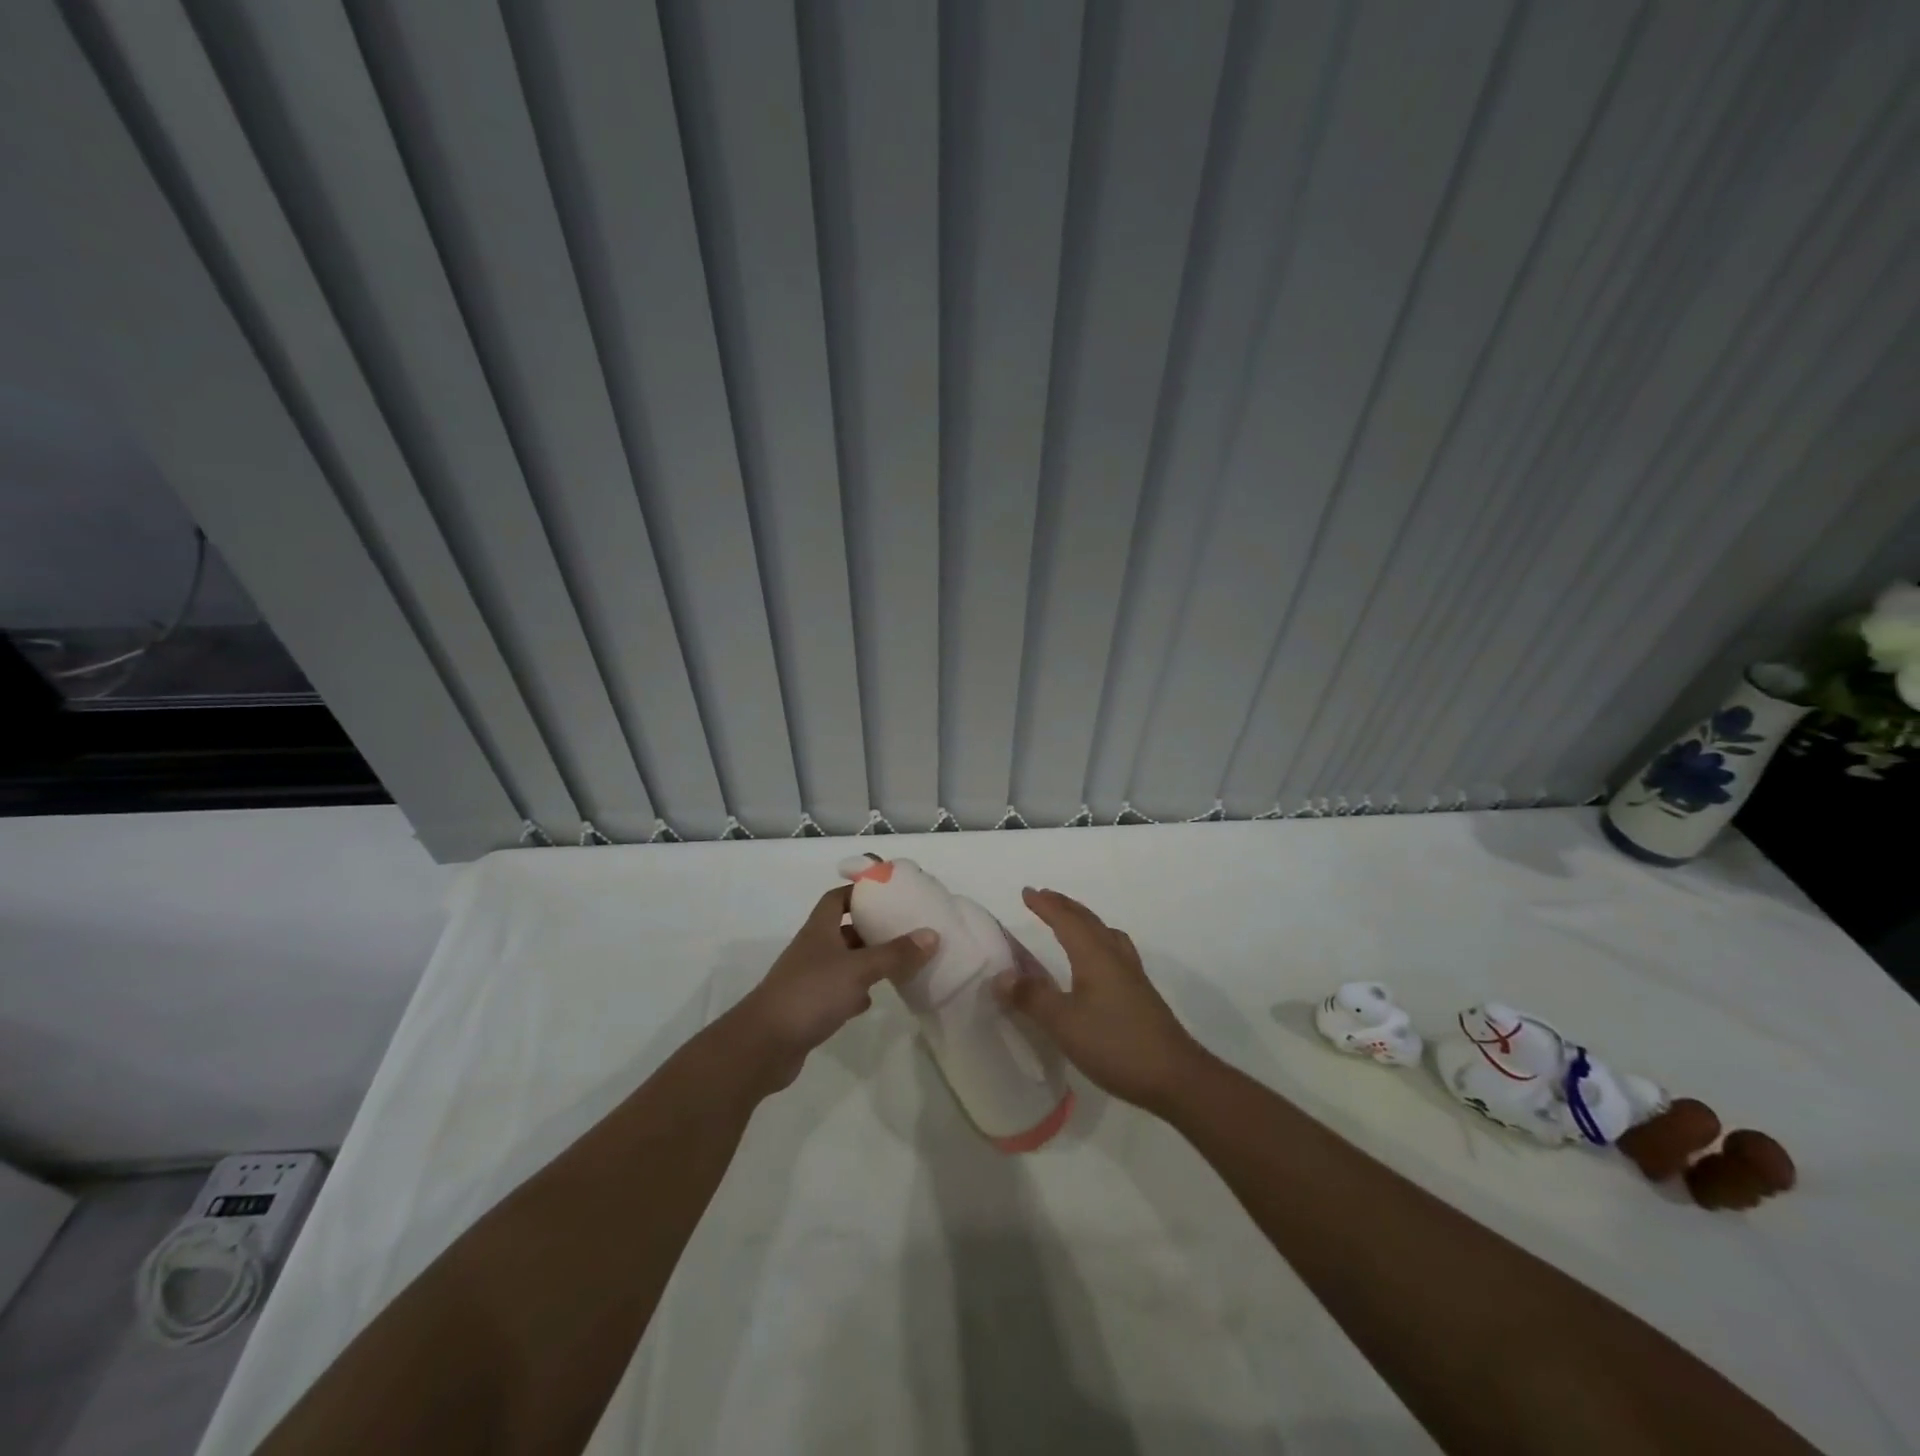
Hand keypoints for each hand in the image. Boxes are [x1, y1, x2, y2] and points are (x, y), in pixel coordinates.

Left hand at [726, 885, 937, 1092]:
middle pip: (844, 930)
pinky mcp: (809, 1008)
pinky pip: (837, 992)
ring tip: (898, 963)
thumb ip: (895, 953)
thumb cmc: (811, 994)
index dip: (860, 891)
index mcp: (820, 929)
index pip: (838, 898)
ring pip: (843, 962)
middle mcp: (813, 949)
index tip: (888, 892)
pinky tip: (872, 1000)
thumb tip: (932, 935)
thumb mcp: (859, 969)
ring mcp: (809, 979)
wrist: (764, 1045)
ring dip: (866, 962)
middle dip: (871, 928)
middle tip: (903, 929)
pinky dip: (855, 992)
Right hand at [992, 887, 1209, 1112]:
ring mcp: (1132, 974)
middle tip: (1044, 897)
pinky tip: (1099, 960)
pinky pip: (1115, 949)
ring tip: (1071, 921)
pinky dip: (1098, 940)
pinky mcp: (1140, 993)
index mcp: (1095, 956)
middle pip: (1088, 921)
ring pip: (1105, 933)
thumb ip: (1032, 998)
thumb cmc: (1115, 1044)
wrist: (1175, 1076)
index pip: (1066, 920)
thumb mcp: (1064, 1023)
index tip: (1026, 892)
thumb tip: (1001, 975)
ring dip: (1084, 921)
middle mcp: (1115, 957)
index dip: (1046, 905)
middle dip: (1064, 906)